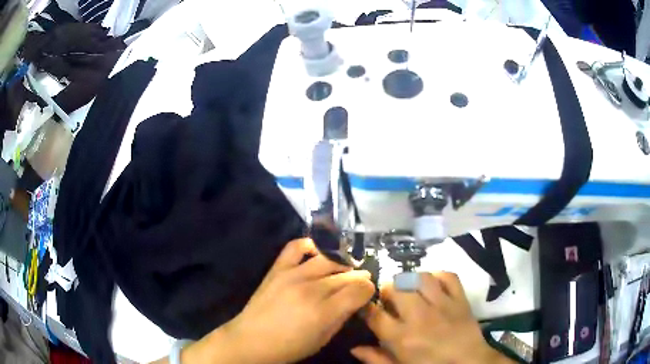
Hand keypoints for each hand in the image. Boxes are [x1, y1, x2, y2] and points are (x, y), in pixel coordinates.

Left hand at [181, 238, 374, 363]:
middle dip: (359, 278)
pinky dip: (311, 245)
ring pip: (328, 259)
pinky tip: (318, 254)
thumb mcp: (323, 339)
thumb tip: (355, 299)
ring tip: (344, 270)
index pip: (359, 290)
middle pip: (346, 274)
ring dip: (342, 263)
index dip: (368, 290)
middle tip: (360, 283)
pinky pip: (296, 247)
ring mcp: (292, 275)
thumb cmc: (289, 347)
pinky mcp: (277, 269)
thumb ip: (342, 316)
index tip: (367, 293)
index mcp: (324, 311)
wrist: (250, 341)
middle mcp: (310, 289)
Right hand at [351, 272, 511, 363]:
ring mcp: (442, 304)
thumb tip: (354, 348)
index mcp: (402, 337)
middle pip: (395, 288)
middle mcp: (420, 316)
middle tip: (390, 299)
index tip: (367, 307)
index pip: (375, 314)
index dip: (367, 307)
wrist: (469, 363)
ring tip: (410, 289)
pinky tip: (432, 284)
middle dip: (388, 290)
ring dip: (410, 280)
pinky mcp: (460, 298)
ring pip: (419, 277)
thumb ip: (376, 359)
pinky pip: (448, 276)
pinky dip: (437, 275)